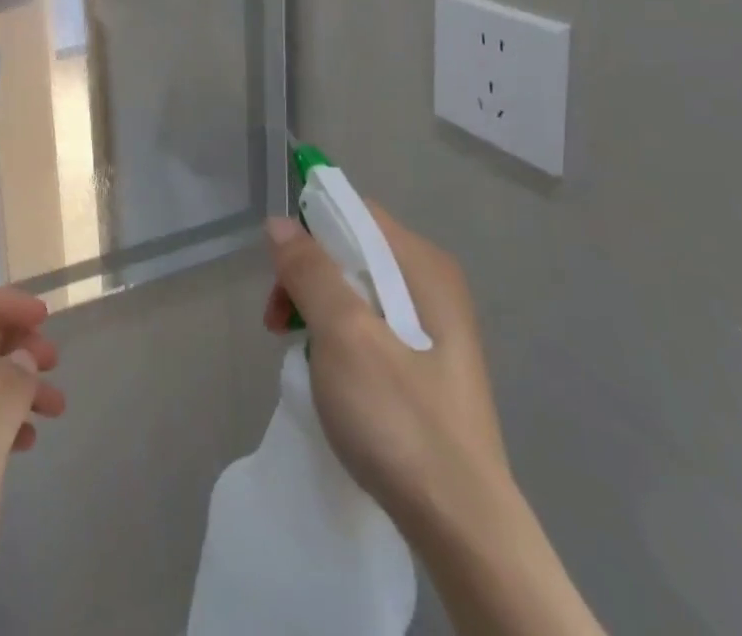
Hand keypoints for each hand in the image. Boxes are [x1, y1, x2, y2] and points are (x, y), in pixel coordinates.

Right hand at [263, 208, 511, 547]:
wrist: (462, 529)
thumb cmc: (400, 418)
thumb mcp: (344, 335)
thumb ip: (311, 271)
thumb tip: (280, 222)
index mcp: (423, 267)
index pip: (356, 213)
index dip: (310, 229)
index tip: (280, 271)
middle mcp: (433, 287)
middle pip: (353, 252)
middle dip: (308, 277)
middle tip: (278, 320)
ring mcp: (433, 330)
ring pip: (358, 292)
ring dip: (317, 309)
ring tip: (295, 349)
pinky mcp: (427, 367)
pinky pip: (371, 326)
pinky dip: (339, 337)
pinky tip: (328, 372)